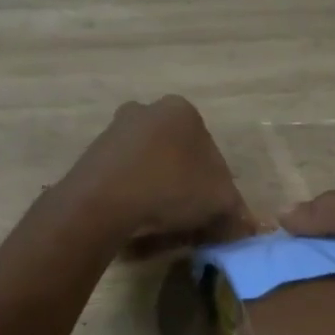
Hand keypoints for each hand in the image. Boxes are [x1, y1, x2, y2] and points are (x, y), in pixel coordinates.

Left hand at [72, 96, 253, 251]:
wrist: (102, 202)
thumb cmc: (171, 188)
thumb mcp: (219, 201)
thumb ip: (236, 210)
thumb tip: (243, 225)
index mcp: (181, 110)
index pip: (209, 149)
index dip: (215, 185)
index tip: (212, 211)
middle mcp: (146, 110)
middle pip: (177, 155)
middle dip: (184, 185)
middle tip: (188, 218)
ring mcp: (114, 131)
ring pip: (149, 166)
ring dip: (157, 191)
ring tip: (160, 225)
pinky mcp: (91, 155)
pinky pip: (123, 178)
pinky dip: (132, 197)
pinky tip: (135, 221)